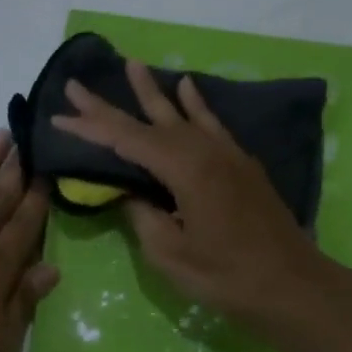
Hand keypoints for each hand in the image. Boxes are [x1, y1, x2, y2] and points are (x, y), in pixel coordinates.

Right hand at [50, 58, 337, 330]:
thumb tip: (129, 193)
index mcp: (184, 170)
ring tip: (132, 65)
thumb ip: (143, 217)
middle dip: (110, 105)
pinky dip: (196, 104)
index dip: (90, 128)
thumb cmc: (228, 276)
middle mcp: (205, 151)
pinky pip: (212, 123)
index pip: (127, 141)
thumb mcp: (171, 254)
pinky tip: (187, 87)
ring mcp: (227, 154)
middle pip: (149, 121)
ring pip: (181, 114)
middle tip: (77, 85)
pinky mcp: (241, 164)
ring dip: (153, 91)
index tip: (59, 116)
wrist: (293, 286)